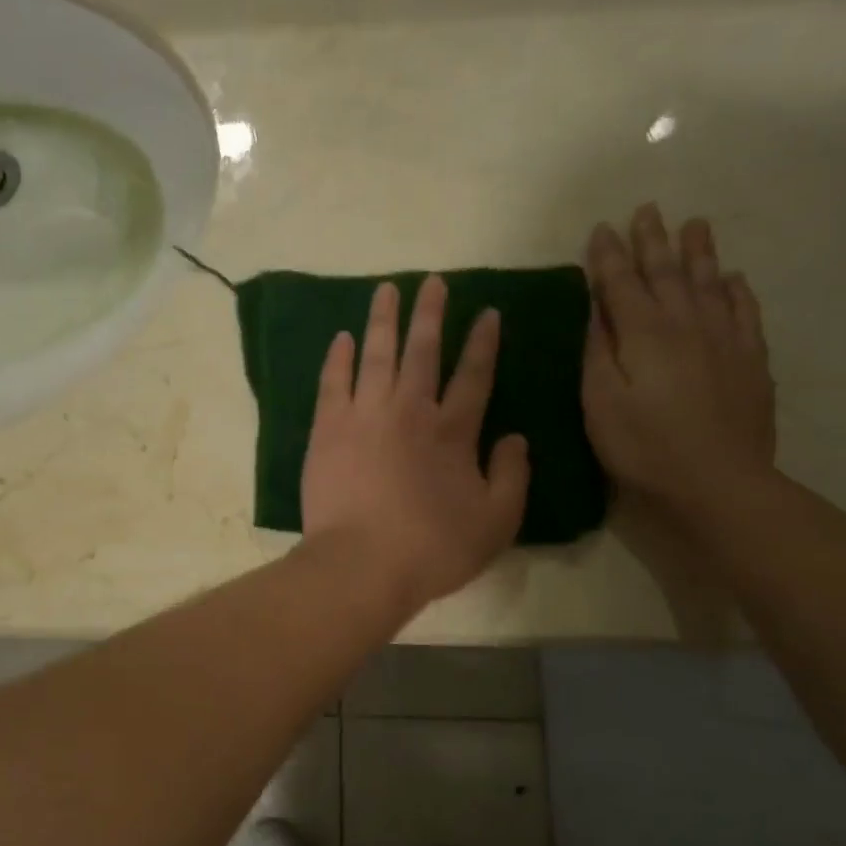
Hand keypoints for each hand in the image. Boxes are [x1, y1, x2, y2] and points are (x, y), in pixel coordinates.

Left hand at [301, 275, 529, 612]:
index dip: (483, 342)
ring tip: (387, 289)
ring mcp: (365, 415)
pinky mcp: (328, 428)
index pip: (474, 376)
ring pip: (377, 354)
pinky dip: (339, 357)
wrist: (362, 563)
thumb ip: (513, 476)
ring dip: (384, 319)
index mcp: (453, 432)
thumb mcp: (496, 522)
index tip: (487, 313)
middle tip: (432, 282)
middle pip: (423, 351)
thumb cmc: (432, 548)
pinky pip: (334, 381)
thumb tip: (517, 438)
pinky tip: (343, 337)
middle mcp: (410, 411)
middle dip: (430, 313)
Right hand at [582, 204, 775, 520]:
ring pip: (710, 282)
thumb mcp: (600, 402)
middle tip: (647, 209)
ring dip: (698, 252)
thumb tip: (595, 308)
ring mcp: (725, 340)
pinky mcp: (751, 361)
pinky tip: (733, 278)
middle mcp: (686, 324)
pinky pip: (746, 312)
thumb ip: (596, 350)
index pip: (621, 283)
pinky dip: (737, 290)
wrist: (718, 482)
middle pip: (667, 273)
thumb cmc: (644, 446)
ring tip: (694, 224)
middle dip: (653, 240)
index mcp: (643, 333)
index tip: (600, 229)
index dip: (609, 255)